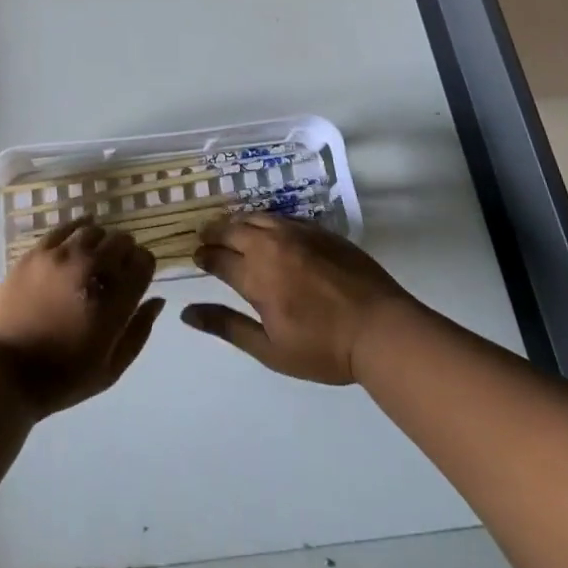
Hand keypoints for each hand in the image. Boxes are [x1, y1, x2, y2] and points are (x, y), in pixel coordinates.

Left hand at [0, 217, 164, 417]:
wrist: (2, 374)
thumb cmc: (60, 379)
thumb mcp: (110, 370)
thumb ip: (138, 332)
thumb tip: (157, 299)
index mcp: (113, 302)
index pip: (143, 263)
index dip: (144, 267)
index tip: (137, 276)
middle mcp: (91, 270)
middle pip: (121, 242)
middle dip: (125, 252)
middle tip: (116, 268)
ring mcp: (61, 257)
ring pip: (94, 231)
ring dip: (101, 241)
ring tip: (95, 255)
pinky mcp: (36, 253)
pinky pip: (65, 228)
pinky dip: (78, 227)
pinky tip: (80, 233)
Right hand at [181, 215, 417, 384]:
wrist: (380, 329)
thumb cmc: (323, 348)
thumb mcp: (270, 349)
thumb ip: (227, 326)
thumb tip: (186, 313)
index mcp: (255, 275)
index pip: (217, 257)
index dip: (203, 256)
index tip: (196, 258)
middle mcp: (271, 245)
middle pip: (232, 229)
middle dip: (214, 233)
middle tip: (205, 238)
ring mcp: (297, 233)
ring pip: (256, 217)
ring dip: (238, 223)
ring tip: (231, 230)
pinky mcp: (319, 230)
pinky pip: (282, 217)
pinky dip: (265, 221)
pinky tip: (267, 230)